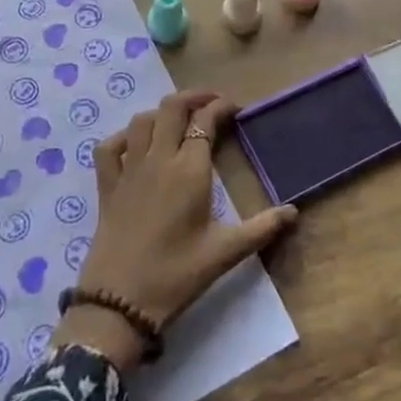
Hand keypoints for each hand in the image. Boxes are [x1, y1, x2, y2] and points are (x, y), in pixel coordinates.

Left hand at [52, 89, 298, 370]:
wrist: (120, 303)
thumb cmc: (176, 275)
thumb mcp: (224, 253)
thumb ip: (261, 229)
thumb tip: (294, 212)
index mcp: (189, 170)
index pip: (205, 121)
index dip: (220, 107)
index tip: (234, 108)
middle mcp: (158, 159)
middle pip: (172, 108)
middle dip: (193, 97)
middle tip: (211, 103)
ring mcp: (129, 170)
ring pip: (142, 121)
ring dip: (161, 113)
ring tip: (178, 120)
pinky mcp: (107, 187)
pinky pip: (109, 147)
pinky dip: (123, 138)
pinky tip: (134, 145)